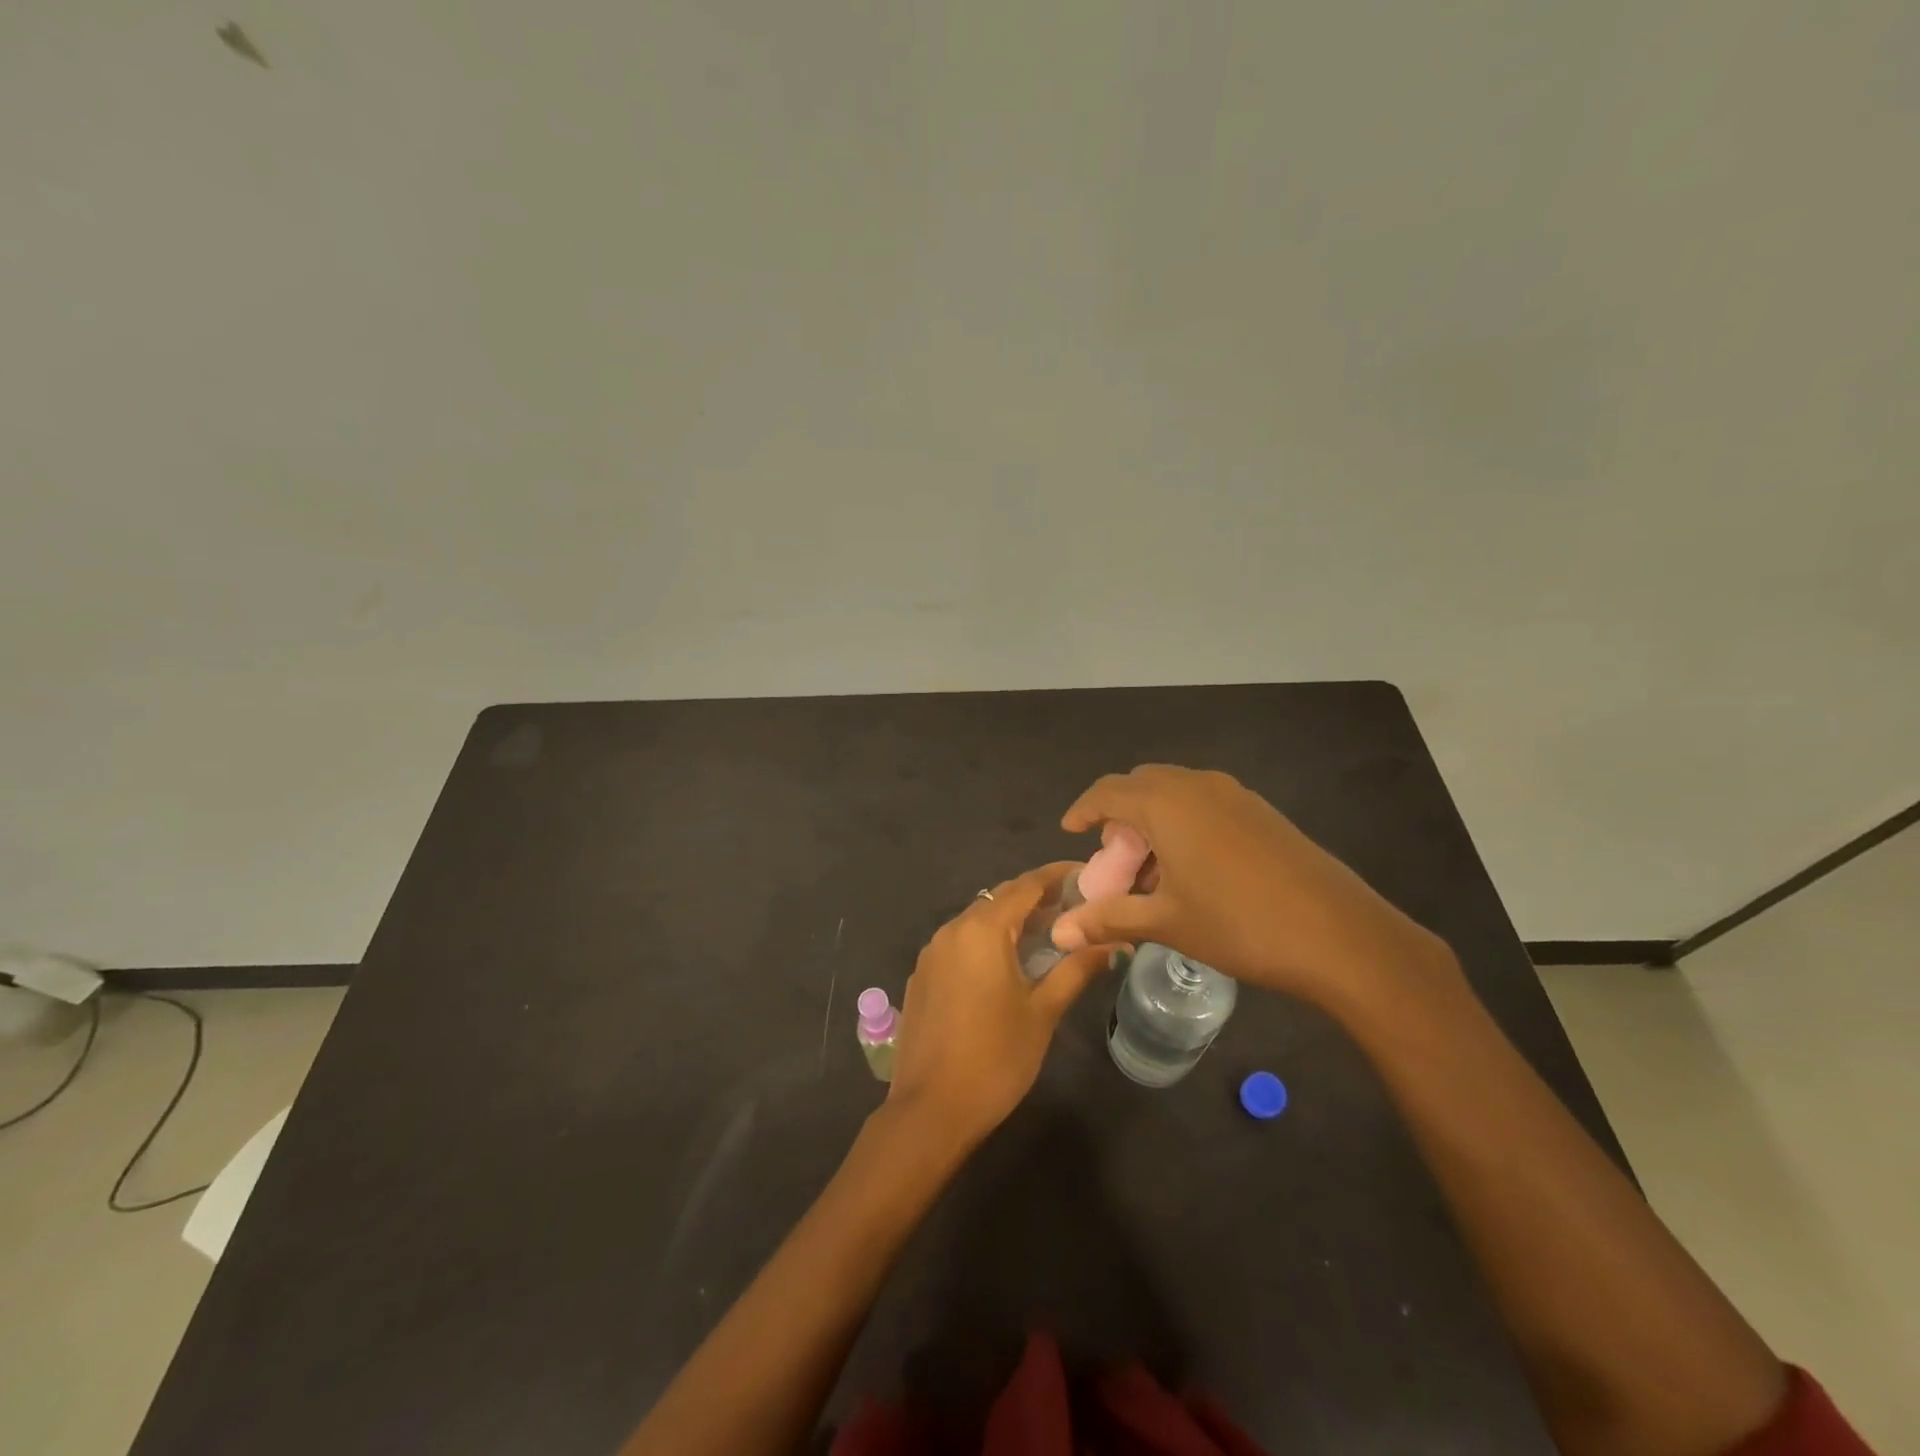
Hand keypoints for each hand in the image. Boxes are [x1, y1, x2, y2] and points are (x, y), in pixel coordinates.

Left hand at [889, 863, 1118, 1149]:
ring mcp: (932, 952)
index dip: (1057, 875)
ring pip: (978, 920)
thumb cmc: (995, 1058)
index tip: (1088, 874)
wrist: (930, 1111)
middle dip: (1037, 898)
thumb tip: (1114, 943)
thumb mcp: (1043, 1011)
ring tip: (1049, 934)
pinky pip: (961, 943)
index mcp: (981, 929)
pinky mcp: (923, 975)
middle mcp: (952, 929)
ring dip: (1012, 921)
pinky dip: (988, 941)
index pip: (1025, 885)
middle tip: (1076, 907)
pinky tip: (1009, 964)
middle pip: (1000, 898)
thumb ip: (1076, 969)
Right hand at [1051, 765, 1449, 1008]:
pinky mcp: (1262, 812)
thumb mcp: (1165, 922)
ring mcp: (1235, 795)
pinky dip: (1184, 826)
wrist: (1339, 935)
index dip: (1083, 809)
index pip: (1108, 792)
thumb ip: (1108, 919)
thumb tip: (1059, 933)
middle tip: (1114, 861)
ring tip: (1152, 873)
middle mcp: (1197, 785)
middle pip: (1141, 787)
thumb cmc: (1238, 924)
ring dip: (1153, 823)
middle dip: (1119, 818)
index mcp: (1165, 803)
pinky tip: (1193, 872)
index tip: (1069, 831)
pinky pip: (1206, 805)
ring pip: (1176, 794)